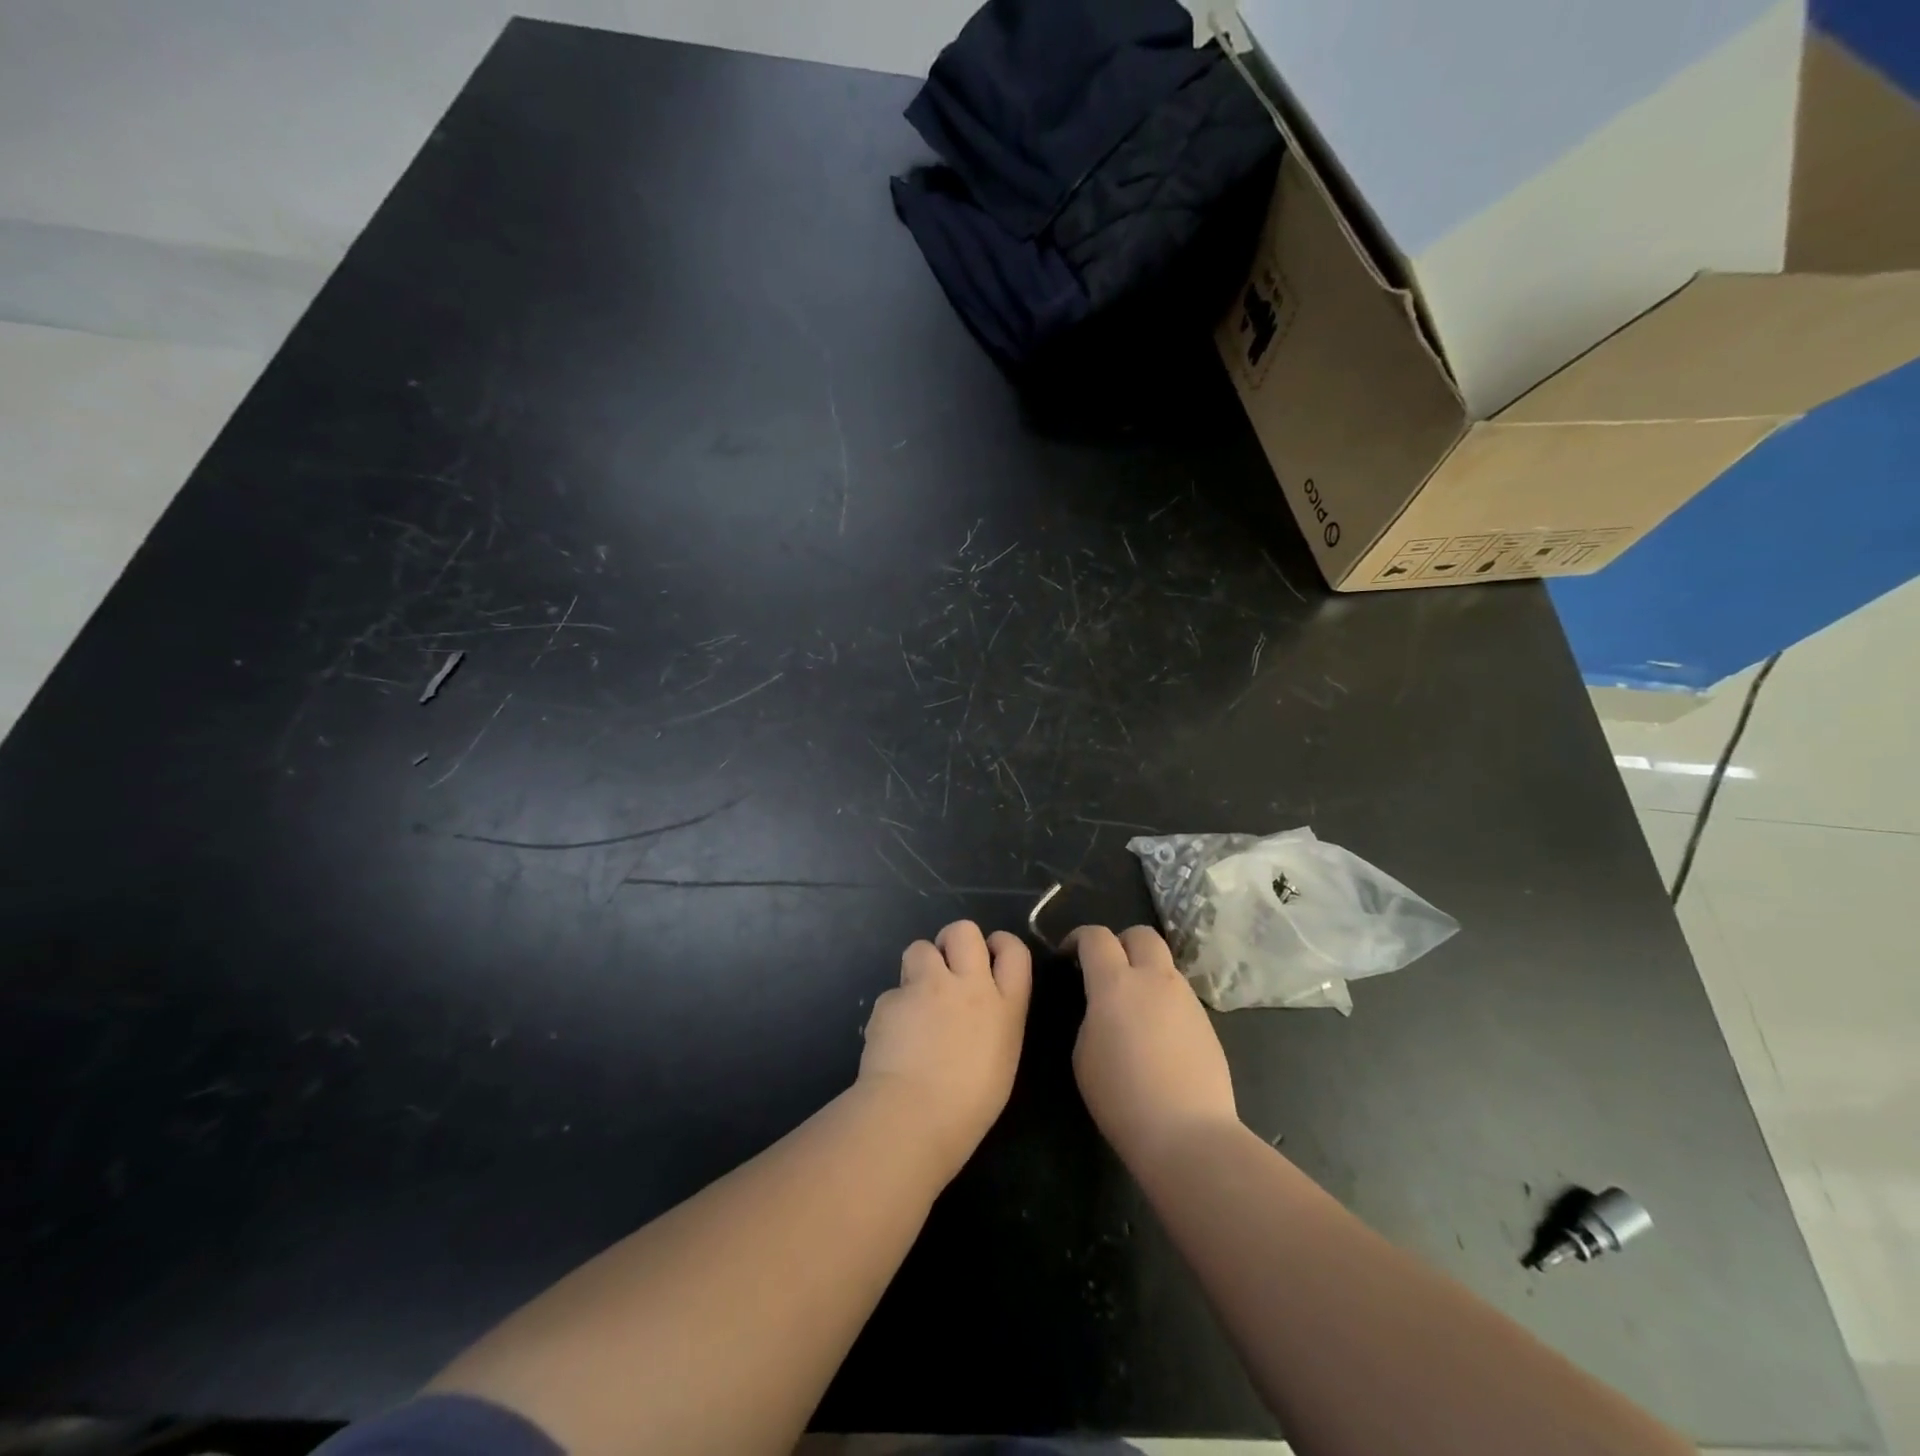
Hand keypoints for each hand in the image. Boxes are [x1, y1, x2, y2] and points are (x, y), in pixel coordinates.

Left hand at [858, 920, 1031, 1178]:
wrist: (913, 1115)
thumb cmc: (969, 1106)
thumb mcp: (1001, 1059)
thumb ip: (994, 1022)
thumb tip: (977, 1013)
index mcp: (1005, 1006)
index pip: (1014, 950)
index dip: (1001, 944)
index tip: (990, 953)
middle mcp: (968, 985)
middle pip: (964, 930)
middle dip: (954, 941)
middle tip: (947, 967)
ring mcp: (927, 987)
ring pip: (920, 947)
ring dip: (919, 966)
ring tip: (916, 998)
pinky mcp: (891, 998)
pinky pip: (893, 991)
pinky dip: (895, 1008)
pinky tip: (893, 1036)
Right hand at [1070, 925, 1237, 1172]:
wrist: (1187, 1133)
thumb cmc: (1121, 1097)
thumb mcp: (1083, 1053)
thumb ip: (1090, 1015)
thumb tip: (1101, 1005)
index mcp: (1115, 983)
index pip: (1096, 937)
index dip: (1078, 938)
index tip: (1068, 956)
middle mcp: (1154, 979)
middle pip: (1140, 934)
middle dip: (1120, 942)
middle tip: (1106, 969)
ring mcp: (1186, 998)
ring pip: (1164, 963)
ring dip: (1144, 970)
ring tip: (1132, 1006)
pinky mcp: (1206, 1021)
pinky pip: (1179, 993)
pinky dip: (1162, 998)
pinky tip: (1156, 1033)